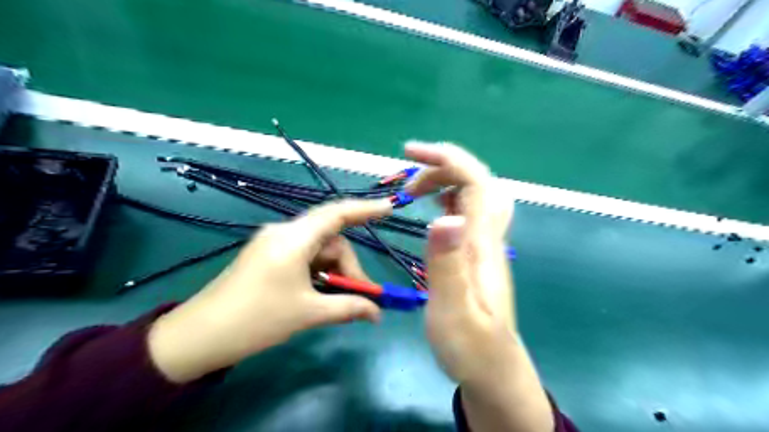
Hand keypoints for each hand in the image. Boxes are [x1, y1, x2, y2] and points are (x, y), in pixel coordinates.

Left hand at [147, 197, 392, 382]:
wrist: (199, 335)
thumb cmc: (256, 319)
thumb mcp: (308, 313)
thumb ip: (348, 307)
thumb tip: (377, 312)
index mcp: (293, 239)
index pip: (336, 214)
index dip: (365, 209)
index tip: (389, 208)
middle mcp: (284, 232)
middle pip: (330, 238)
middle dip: (348, 265)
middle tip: (360, 296)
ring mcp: (273, 242)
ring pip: (318, 248)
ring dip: (333, 271)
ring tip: (338, 299)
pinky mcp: (267, 254)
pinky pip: (303, 255)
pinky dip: (318, 271)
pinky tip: (320, 291)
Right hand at [404, 142, 552, 431]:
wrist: (494, 371)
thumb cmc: (471, 347)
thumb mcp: (454, 311)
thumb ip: (449, 266)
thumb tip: (446, 216)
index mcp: (482, 246)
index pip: (475, 184)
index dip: (447, 160)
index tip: (410, 152)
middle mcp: (488, 238)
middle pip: (479, 183)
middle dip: (445, 166)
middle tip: (408, 177)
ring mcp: (485, 247)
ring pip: (476, 197)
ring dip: (446, 181)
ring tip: (414, 189)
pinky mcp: (478, 256)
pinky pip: (470, 214)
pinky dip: (451, 199)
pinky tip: (436, 207)